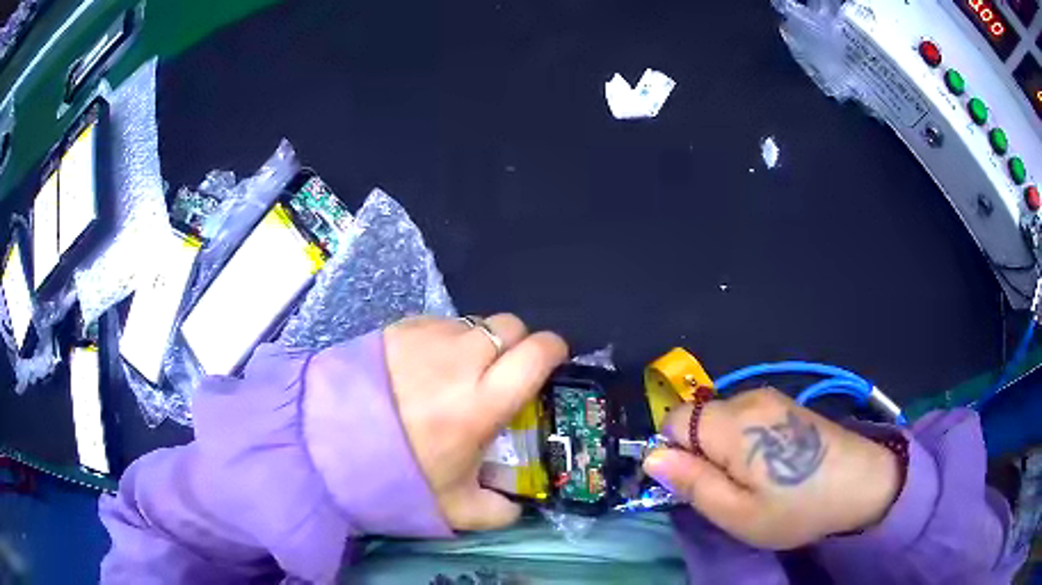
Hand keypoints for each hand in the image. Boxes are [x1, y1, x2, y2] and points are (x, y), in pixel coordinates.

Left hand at [384, 315, 567, 531]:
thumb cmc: (395, 474)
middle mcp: (460, 360)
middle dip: (517, 344)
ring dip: (478, 343)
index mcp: (481, 402)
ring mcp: (428, 337)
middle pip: (510, 326)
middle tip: (502, 372)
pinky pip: (439, 323)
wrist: (325, 442)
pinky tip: (424, 367)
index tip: (552, 361)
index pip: (536, 353)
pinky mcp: (399, 327)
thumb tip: (517, 506)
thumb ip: (497, 512)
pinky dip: (444, 340)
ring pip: (474, 322)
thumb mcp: (454, 508)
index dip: (553, 350)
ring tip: (457, 372)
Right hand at [643, 388, 900, 548]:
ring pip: (721, 420)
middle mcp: (748, 398)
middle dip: (701, 453)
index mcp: (732, 423)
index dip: (674, 453)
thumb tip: (652, 458)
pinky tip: (773, 464)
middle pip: (698, 419)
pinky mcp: (786, 404)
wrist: (862, 483)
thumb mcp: (737, 512)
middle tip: (729, 490)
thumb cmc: (796, 507)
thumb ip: (691, 483)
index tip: (697, 484)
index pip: (673, 420)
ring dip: (724, 450)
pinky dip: (745, 442)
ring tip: (755, 480)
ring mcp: (771, 398)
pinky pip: (746, 418)